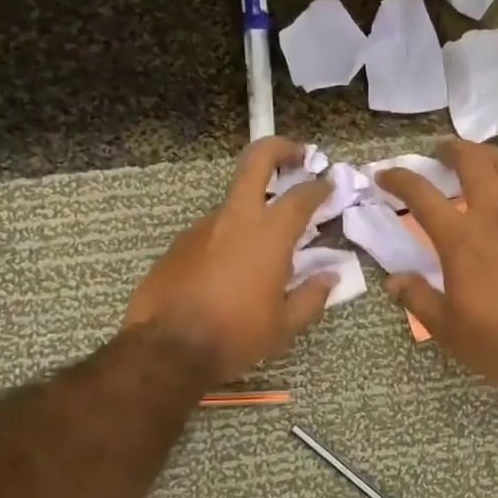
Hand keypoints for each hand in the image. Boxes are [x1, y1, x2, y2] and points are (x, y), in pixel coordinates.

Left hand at [123, 137, 336, 383]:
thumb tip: (330, 278)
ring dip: (252, 211)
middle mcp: (236, 219)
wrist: (167, 349)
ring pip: (233, 204)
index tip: (327, 185)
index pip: (302, 196)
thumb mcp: (284, 325)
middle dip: (279, 148)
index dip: (319, 186)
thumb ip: (312, 297)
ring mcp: (202, 227)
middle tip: (296, 155)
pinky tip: (229, 271)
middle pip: (256, 160)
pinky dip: (227, 240)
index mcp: (269, 235)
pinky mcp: (179, 244)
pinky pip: (212, 232)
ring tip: (262, 248)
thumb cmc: (236, 335)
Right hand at [375, 140, 497, 387]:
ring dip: (483, 156)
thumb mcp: (447, 327)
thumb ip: (418, 298)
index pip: (422, 195)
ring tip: (473, 163)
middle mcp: (495, 215)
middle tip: (439, 154)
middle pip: (472, 161)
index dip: (399, 179)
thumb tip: (394, 281)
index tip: (385, 176)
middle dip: (451, 149)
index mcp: (461, 238)